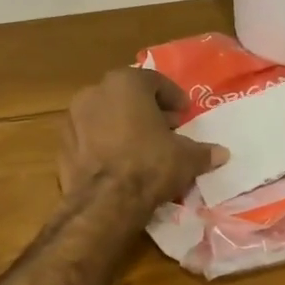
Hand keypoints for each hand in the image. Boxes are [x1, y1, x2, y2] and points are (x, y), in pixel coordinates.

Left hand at [58, 68, 226, 208]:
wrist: (104, 202)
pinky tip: (120, 162)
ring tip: (142, 147)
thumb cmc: (149, 165)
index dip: (173, 98)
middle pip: (127, 96)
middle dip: (148, 110)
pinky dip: (105, 143)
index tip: (184, 114)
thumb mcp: (186, 158)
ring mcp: (73, 117)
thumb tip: (222, 154)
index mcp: (125, 83)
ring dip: (124, 126)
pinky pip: (90, 137)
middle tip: (166, 129)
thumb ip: (203, 151)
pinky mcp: (62, 144)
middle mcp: (95, 92)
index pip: (155, 81)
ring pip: (106, 115)